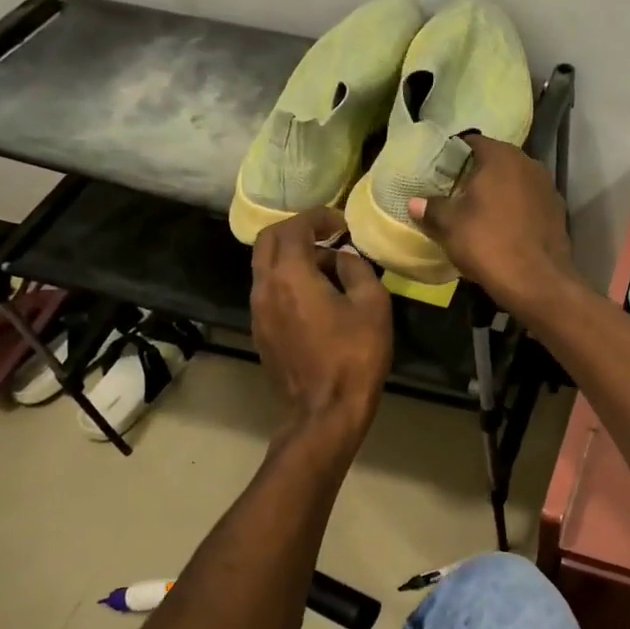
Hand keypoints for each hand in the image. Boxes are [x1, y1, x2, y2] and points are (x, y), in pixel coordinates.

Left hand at [250, 208, 392, 448]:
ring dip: (293, 257)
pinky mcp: (261, 333)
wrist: (325, 411)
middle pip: (268, 241)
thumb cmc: (354, 356)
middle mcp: (264, 288)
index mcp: (289, 275)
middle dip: (296, 231)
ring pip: (266, 267)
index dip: (318, 217)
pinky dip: (288, 281)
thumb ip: (357, 270)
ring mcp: (257, 312)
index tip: (341, 222)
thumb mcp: (372, 305)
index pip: (293, 227)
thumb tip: (344, 257)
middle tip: (327, 236)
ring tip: (329, 270)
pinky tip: (317, 297)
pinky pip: (269, 292)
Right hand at [409, 136, 578, 316]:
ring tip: (479, 213)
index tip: (440, 172)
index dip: (454, 155)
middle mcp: (529, 164)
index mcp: (502, 157)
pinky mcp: (558, 213)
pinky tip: (504, 230)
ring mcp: (548, 188)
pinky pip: (529, 204)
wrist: (537, 282)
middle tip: (455, 193)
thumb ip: (432, 208)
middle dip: (477, 175)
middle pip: (496, 162)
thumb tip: (414, 202)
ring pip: (515, 183)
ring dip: (499, 193)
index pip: (472, 142)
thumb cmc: (488, 244)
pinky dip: (516, 211)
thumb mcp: (450, 226)